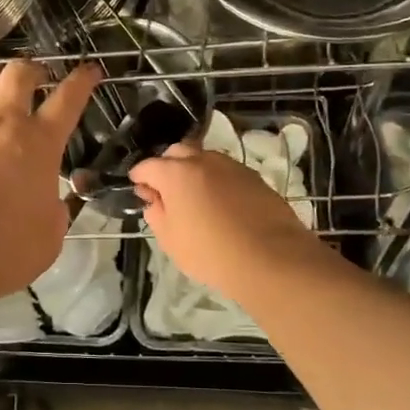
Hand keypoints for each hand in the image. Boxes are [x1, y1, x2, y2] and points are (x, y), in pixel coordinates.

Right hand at [129, 142, 326, 300]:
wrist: (270, 258)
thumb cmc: (211, 253)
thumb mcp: (171, 241)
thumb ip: (157, 215)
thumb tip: (156, 202)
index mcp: (176, 173)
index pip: (147, 166)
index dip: (139, 177)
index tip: (140, 190)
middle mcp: (203, 160)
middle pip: (177, 152)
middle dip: (167, 166)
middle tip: (166, 191)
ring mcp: (231, 166)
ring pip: (204, 158)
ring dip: (194, 170)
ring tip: (195, 197)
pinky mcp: (254, 177)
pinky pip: (226, 171)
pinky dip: (216, 180)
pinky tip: (220, 203)